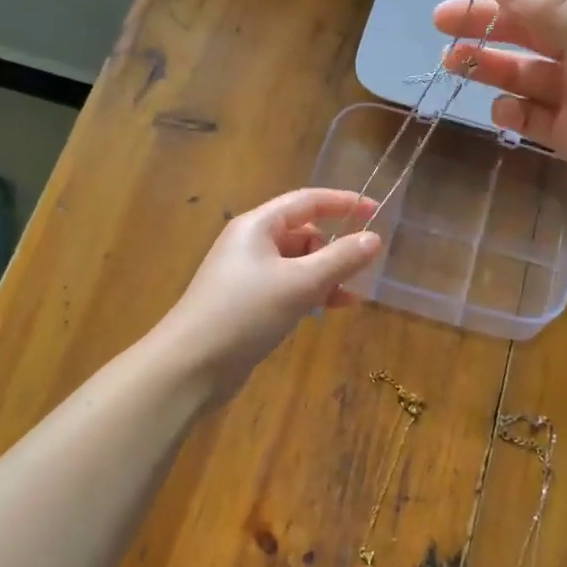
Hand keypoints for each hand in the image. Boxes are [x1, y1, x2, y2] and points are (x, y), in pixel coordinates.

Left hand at [152, 188, 382, 399]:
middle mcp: (250, 243)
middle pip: (303, 233)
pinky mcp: (247, 304)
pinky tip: (330, 310)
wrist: (191, 365)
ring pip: (297, 263)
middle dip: (334, 248)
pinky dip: (310, 294)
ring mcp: (247, 275)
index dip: (343, 203)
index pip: (307, 201)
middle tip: (361, 269)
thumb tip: (374, 238)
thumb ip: (340, 259)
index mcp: (257, 226)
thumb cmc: (245, 313)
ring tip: (350, 296)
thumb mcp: (300, 283)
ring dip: (325, 275)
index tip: (376, 211)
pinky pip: (288, 287)